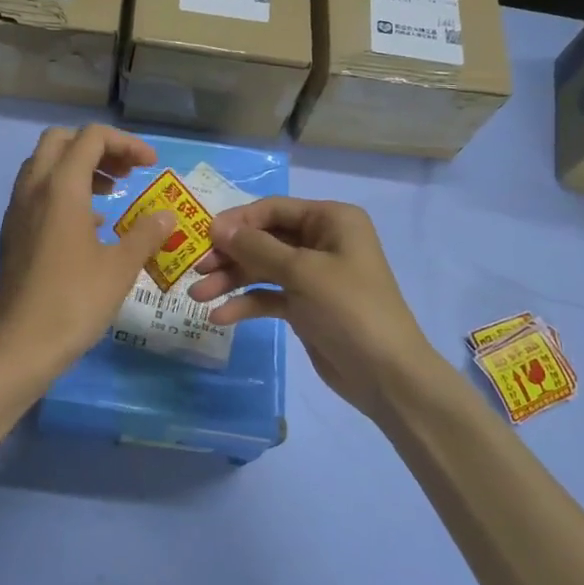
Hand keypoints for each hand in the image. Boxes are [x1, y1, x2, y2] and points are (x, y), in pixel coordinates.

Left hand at [0, 125, 176, 384]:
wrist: (19, 345)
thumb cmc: (74, 302)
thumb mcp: (120, 268)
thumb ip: (145, 235)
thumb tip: (166, 216)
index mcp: (61, 187)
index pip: (91, 138)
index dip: (126, 143)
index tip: (150, 166)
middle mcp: (34, 188)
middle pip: (61, 141)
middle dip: (97, 148)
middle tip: (127, 172)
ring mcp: (18, 210)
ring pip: (44, 165)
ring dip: (79, 168)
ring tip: (112, 194)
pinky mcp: (12, 232)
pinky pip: (37, 192)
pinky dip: (63, 192)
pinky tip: (90, 224)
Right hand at [186, 198, 446, 420]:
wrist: (387, 375)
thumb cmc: (349, 310)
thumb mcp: (302, 272)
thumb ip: (256, 247)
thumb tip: (216, 226)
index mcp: (331, 220)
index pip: (273, 209)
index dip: (237, 221)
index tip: (203, 237)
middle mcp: (322, 241)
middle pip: (264, 238)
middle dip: (230, 254)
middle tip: (196, 269)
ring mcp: (313, 275)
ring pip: (262, 268)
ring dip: (231, 280)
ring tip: (198, 296)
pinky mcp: (305, 305)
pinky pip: (269, 295)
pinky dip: (246, 303)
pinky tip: (221, 317)